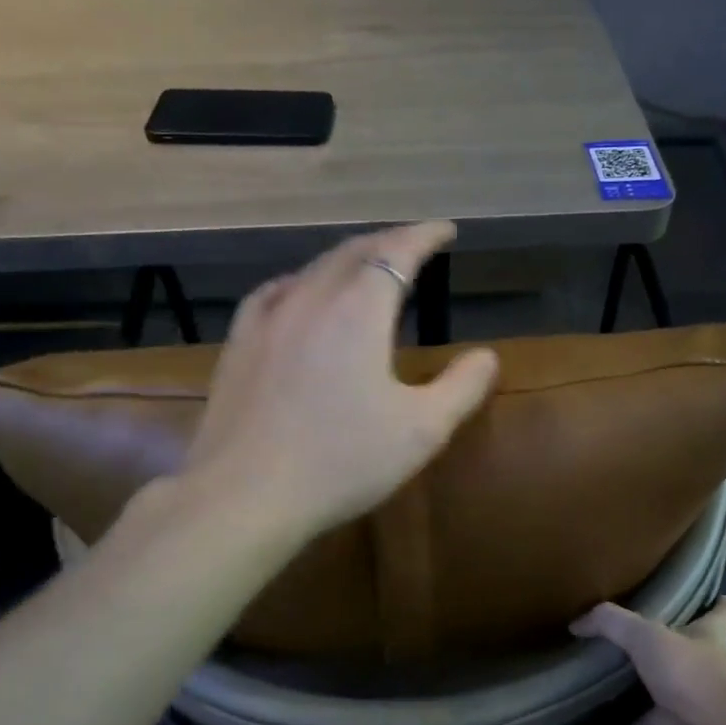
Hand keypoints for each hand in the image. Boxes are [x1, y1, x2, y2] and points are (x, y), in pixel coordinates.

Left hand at [180, 221, 498, 537]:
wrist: (244, 495)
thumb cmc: (342, 461)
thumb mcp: (421, 430)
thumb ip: (462, 387)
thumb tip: (487, 356)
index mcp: (359, 310)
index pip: (396, 252)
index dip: (423, 235)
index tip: (445, 229)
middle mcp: (311, 299)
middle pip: (354, 252)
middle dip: (388, 242)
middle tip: (413, 243)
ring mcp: (267, 319)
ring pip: (313, 269)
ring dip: (347, 259)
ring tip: (366, 266)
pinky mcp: (239, 344)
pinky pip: (275, 292)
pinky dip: (303, 281)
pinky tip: (300, 294)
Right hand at [571, 597, 725, 724]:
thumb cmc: (695, 676)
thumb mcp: (647, 638)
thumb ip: (611, 625)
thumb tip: (577, 623)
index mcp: (709, 640)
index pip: (722, 616)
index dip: (718, 607)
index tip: (716, 599)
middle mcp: (710, 676)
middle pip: (686, 668)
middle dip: (659, 668)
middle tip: (624, 665)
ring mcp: (706, 716)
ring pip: (668, 715)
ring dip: (641, 719)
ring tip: (605, 716)